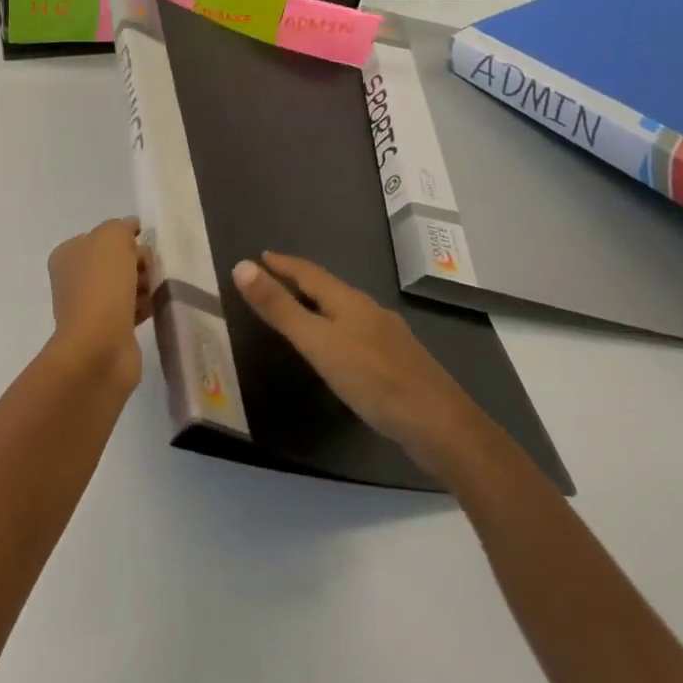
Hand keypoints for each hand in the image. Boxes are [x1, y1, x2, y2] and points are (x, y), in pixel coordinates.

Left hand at [47, 218, 152, 390]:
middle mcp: (74, 278)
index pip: (103, 236)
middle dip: (138, 262)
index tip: (146, 245)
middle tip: (153, 270)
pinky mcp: (107, 330)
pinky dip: (144, 306)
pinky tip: (155, 307)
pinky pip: (131, 309)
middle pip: (116, 261)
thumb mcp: (111, 238)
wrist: (99, 347)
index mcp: (68, 254)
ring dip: (144, 285)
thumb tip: (131, 230)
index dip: (127, 238)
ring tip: (156, 290)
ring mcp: (89, 306)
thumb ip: (121, 227)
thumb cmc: (102, 286)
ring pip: (125, 285)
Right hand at [233, 252, 491, 475]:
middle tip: (274, 280)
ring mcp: (389, 338)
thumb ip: (279, 308)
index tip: (262, 255)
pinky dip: (338, 331)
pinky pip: (359, 335)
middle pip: (329, 289)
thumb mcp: (317, 343)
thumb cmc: (373, 379)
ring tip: (301, 312)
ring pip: (346, 312)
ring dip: (320, 307)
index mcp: (349, 301)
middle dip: (301, 282)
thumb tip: (241, 266)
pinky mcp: (400, 364)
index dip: (284, 264)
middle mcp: (370, 311)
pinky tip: (340, 351)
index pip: (309, 273)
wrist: (441, 427)